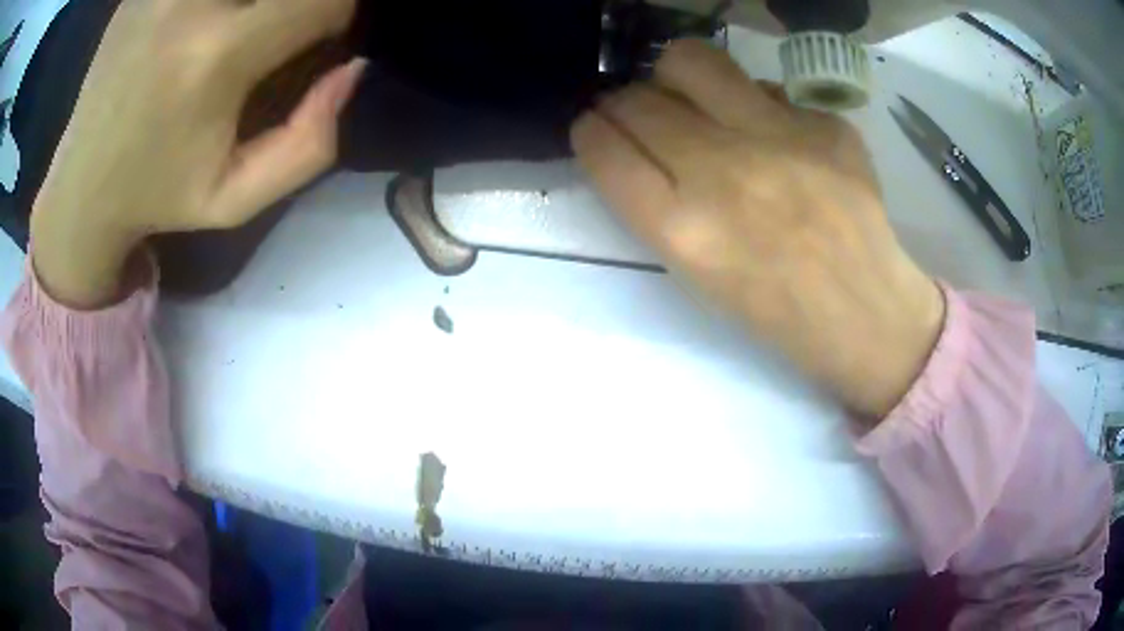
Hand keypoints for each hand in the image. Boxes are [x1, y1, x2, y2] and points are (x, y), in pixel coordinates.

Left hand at [31, 0, 362, 307]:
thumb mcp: (236, 199)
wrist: (81, 188)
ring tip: (248, 21)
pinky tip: (207, 17)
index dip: (339, 9)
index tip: (323, 33)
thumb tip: (354, 67)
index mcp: (215, 56)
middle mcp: (188, 3)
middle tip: (286, 23)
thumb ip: (310, 144)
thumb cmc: (157, 196)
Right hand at [571, 40, 944, 418]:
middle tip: (643, 114)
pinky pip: (764, 88)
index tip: (596, 128)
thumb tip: (636, 137)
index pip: (604, 148)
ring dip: (675, 77)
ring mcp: (781, 139)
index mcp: (683, 231)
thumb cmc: (774, 309)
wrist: (864, 313)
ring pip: (691, 62)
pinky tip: (774, 137)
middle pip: (638, 100)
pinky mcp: (826, 125)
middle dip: (623, 102)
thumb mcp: (696, 272)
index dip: (590, 131)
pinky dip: (754, 105)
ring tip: (695, 100)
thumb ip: (655, 203)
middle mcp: (725, 173)